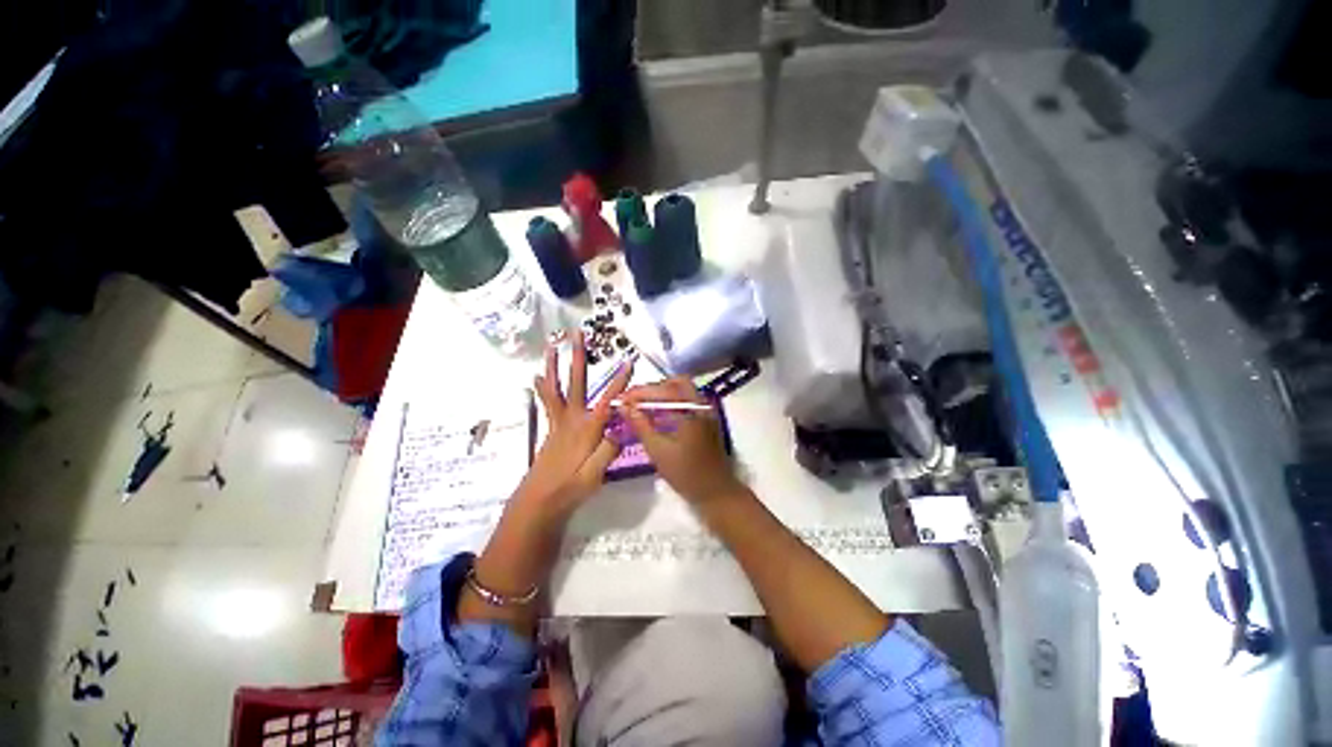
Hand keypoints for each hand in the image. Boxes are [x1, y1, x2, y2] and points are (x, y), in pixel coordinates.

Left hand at [518, 330, 633, 525]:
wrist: (538, 502)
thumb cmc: (569, 489)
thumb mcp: (595, 474)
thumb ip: (608, 448)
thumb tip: (622, 426)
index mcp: (587, 429)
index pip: (608, 400)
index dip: (620, 381)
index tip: (629, 362)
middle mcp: (572, 419)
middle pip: (576, 383)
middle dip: (577, 358)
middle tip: (576, 336)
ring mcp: (559, 422)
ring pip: (556, 388)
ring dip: (554, 365)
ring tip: (551, 346)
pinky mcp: (552, 428)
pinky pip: (548, 401)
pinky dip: (544, 386)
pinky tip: (538, 377)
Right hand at [622, 377, 745, 504]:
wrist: (716, 492)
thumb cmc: (686, 473)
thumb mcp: (658, 450)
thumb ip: (640, 425)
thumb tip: (623, 406)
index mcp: (691, 409)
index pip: (662, 389)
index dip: (639, 391)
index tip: (621, 399)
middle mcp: (701, 404)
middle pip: (675, 383)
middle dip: (652, 389)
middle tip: (632, 401)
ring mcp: (706, 411)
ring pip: (682, 391)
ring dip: (661, 395)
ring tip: (640, 407)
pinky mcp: (706, 420)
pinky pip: (686, 402)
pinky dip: (670, 404)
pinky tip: (656, 417)